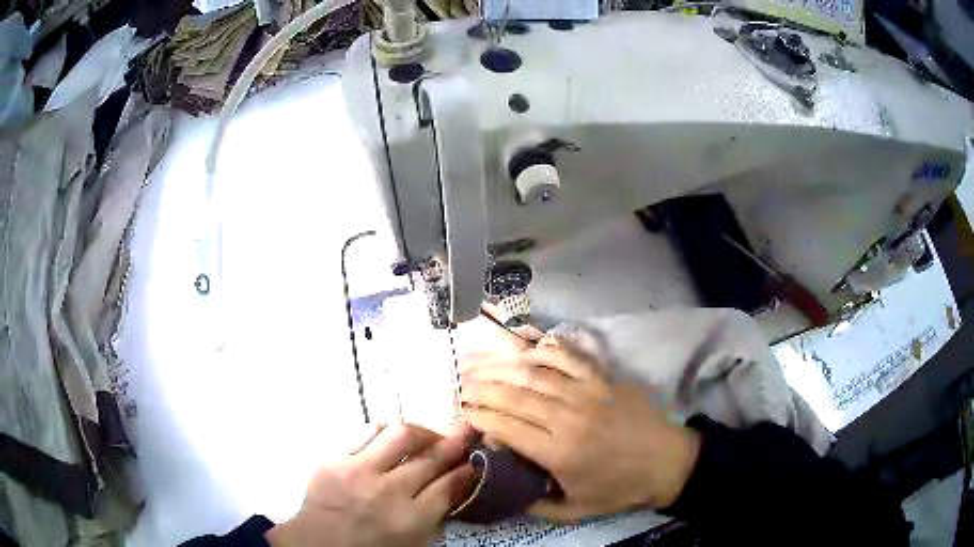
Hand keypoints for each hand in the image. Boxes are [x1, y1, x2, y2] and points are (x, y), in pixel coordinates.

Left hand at [266, 423, 476, 546]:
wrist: (317, 544)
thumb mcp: (412, 542)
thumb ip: (435, 514)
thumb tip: (456, 484)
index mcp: (411, 520)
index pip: (449, 486)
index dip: (467, 470)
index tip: (475, 460)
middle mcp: (389, 492)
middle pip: (431, 459)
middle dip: (456, 443)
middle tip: (468, 431)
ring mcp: (359, 471)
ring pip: (401, 436)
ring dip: (423, 432)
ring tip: (430, 436)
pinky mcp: (336, 459)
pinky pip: (368, 431)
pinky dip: (388, 431)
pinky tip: (394, 436)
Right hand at [460, 341, 700, 520]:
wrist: (668, 462)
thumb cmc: (621, 488)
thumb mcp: (575, 510)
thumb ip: (535, 505)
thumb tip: (505, 489)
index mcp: (558, 452)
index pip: (507, 426)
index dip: (480, 415)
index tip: (464, 411)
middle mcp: (567, 417)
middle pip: (514, 395)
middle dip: (482, 387)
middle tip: (462, 384)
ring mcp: (588, 392)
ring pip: (536, 372)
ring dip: (504, 366)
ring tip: (482, 363)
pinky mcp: (604, 378)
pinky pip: (570, 357)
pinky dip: (546, 349)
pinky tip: (528, 349)